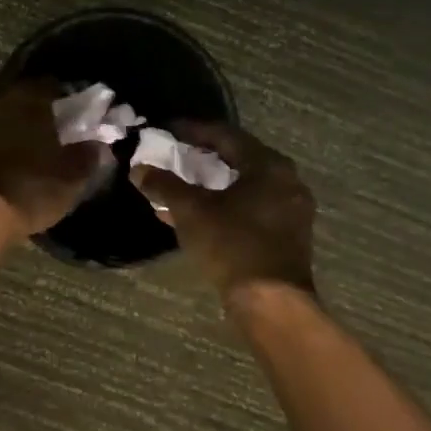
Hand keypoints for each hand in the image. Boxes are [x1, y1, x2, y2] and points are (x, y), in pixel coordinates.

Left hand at [0, 80, 111, 235]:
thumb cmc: (29, 189)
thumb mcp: (71, 178)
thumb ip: (88, 155)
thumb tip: (98, 144)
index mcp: (28, 98)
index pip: (51, 84)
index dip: (66, 96)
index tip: (76, 110)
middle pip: (22, 94)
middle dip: (37, 106)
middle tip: (53, 124)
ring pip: (0, 109)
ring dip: (14, 119)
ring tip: (29, 138)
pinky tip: (7, 151)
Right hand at [130, 121, 316, 307]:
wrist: (271, 302)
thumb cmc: (232, 245)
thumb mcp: (190, 211)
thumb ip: (164, 185)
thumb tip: (138, 169)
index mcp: (268, 165)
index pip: (225, 135)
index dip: (192, 130)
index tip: (167, 129)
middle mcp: (286, 180)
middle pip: (238, 158)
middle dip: (203, 156)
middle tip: (175, 153)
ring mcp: (291, 208)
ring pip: (244, 184)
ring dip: (212, 183)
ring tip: (182, 184)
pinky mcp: (288, 233)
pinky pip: (252, 205)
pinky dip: (225, 203)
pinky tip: (198, 213)